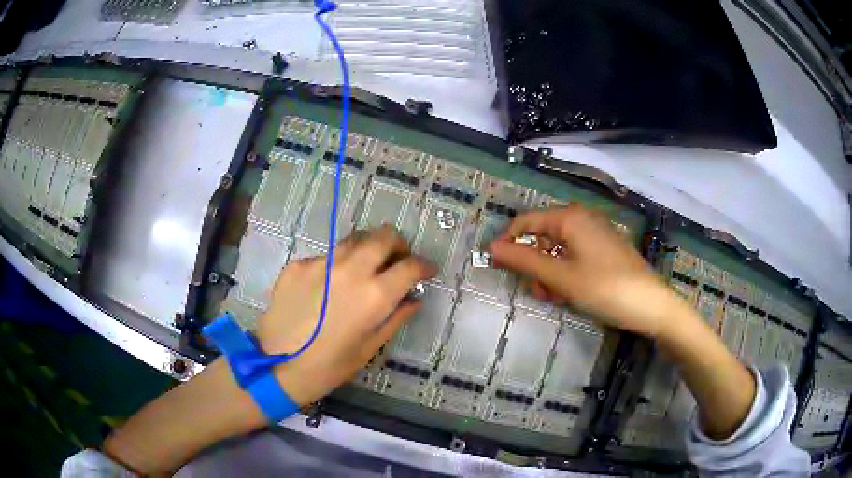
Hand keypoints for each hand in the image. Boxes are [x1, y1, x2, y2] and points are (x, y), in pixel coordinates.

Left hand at [257, 225, 434, 405]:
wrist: (277, 365)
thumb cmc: (329, 366)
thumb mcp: (369, 347)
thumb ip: (395, 317)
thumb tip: (414, 299)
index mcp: (374, 295)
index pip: (410, 266)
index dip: (424, 266)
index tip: (426, 271)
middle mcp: (350, 270)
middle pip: (383, 236)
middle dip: (397, 244)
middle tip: (396, 260)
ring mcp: (321, 263)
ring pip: (354, 239)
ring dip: (367, 249)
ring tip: (364, 268)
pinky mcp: (298, 264)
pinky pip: (325, 256)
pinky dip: (335, 265)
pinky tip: (327, 286)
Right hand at [489, 204, 685, 338]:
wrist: (651, 306)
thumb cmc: (605, 288)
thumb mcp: (560, 277)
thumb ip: (524, 261)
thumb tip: (492, 247)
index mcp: (570, 218)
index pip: (526, 221)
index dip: (509, 243)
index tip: (499, 268)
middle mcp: (582, 219)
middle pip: (543, 236)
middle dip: (534, 264)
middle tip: (539, 292)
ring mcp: (596, 234)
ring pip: (558, 249)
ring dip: (550, 273)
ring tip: (556, 298)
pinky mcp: (605, 249)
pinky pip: (575, 256)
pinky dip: (566, 273)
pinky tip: (571, 293)